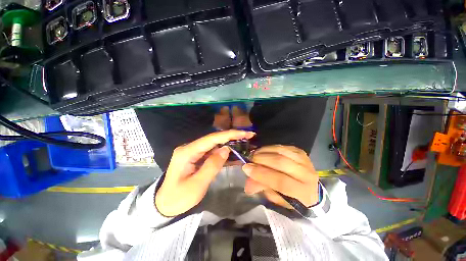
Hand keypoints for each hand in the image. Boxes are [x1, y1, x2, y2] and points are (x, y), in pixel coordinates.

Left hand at [155, 130, 255, 216]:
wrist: (165, 205)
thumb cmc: (179, 198)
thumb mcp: (197, 185)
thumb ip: (212, 165)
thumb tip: (226, 149)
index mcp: (187, 152)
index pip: (211, 139)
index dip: (229, 134)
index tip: (244, 133)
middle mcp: (189, 147)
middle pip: (213, 139)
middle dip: (231, 136)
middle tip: (248, 136)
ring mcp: (192, 151)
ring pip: (214, 144)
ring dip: (229, 143)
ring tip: (244, 141)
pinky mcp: (196, 156)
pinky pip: (212, 151)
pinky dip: (223, 151)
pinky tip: (233, 152)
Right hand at [242, 145, 318, 207]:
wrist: (310, 189)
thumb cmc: (292, 198)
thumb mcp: (277, 198)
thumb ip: (263, 188)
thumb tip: (247, 184)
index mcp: (303, 192)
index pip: (281, 181)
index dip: (262, 174)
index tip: (246, 168)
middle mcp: (307, 174)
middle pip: (281, 162)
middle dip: (261, 160)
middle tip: (250, 160)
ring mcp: (305, 160)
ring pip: (281, 151)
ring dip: (264, 151)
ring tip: (255, 154)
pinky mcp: (301, 152)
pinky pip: (282, 146)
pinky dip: (270, 148)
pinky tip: (263, 151)